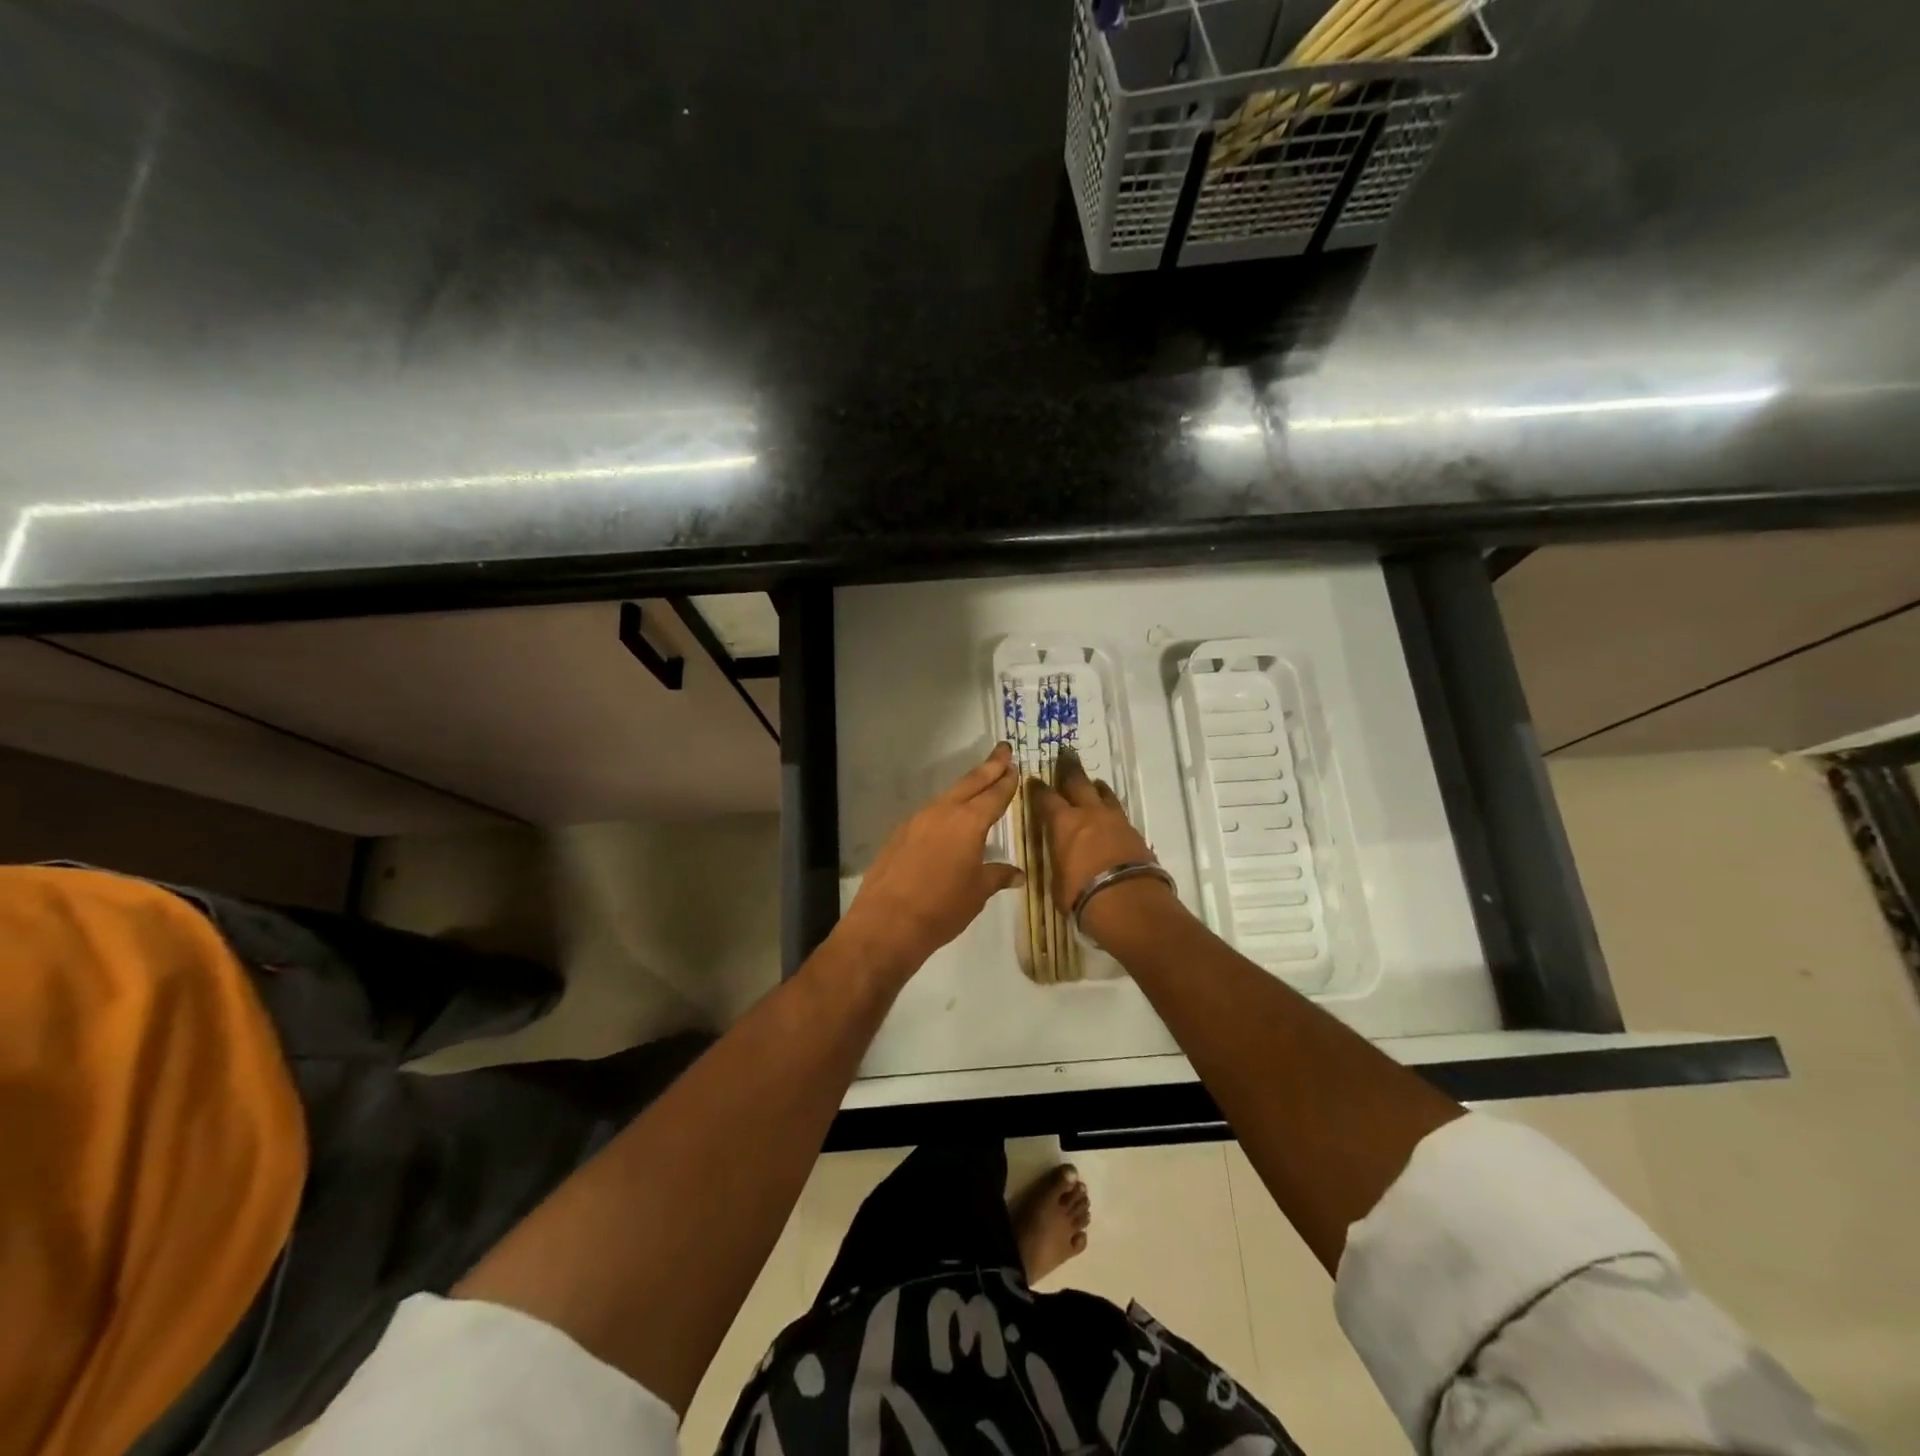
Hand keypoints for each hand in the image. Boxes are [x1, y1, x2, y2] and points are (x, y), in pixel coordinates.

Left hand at [836, 743, 1024, 980]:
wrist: (887, 922)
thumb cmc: (942, 908)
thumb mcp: (977, 893)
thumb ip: (997, 876)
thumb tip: (1017, 874)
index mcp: (968, 823)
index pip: (993, 795)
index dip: (1006, 782)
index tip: (1014, 767)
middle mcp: (942, 813)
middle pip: (970, 783)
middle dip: (989, 767)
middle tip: (1003, 751)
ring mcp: (917, 821)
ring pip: (947, 797)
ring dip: (965, 789)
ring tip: (979, 784)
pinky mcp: (899, 834)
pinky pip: (929, 815)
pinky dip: (944, 810)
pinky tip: (948, 821)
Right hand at [1027, 752, 1172, 937]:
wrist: (1128, 900)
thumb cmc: (1081, 894)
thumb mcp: (1058, 881)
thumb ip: (1059, 862)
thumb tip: (1061, 861)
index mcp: (1063, 823)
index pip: (1046, 798)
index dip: (1038, 789)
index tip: (1034, 781)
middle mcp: (1088, 813)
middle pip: (1078, 782)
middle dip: (1070, 768)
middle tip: (1066, 754)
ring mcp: (1114, 820)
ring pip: (1103, 794)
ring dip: (1096, 786)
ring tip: (1094, 782)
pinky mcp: (1134, 832)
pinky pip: (1119, 812)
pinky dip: (1111, 809)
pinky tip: (1111, 815)